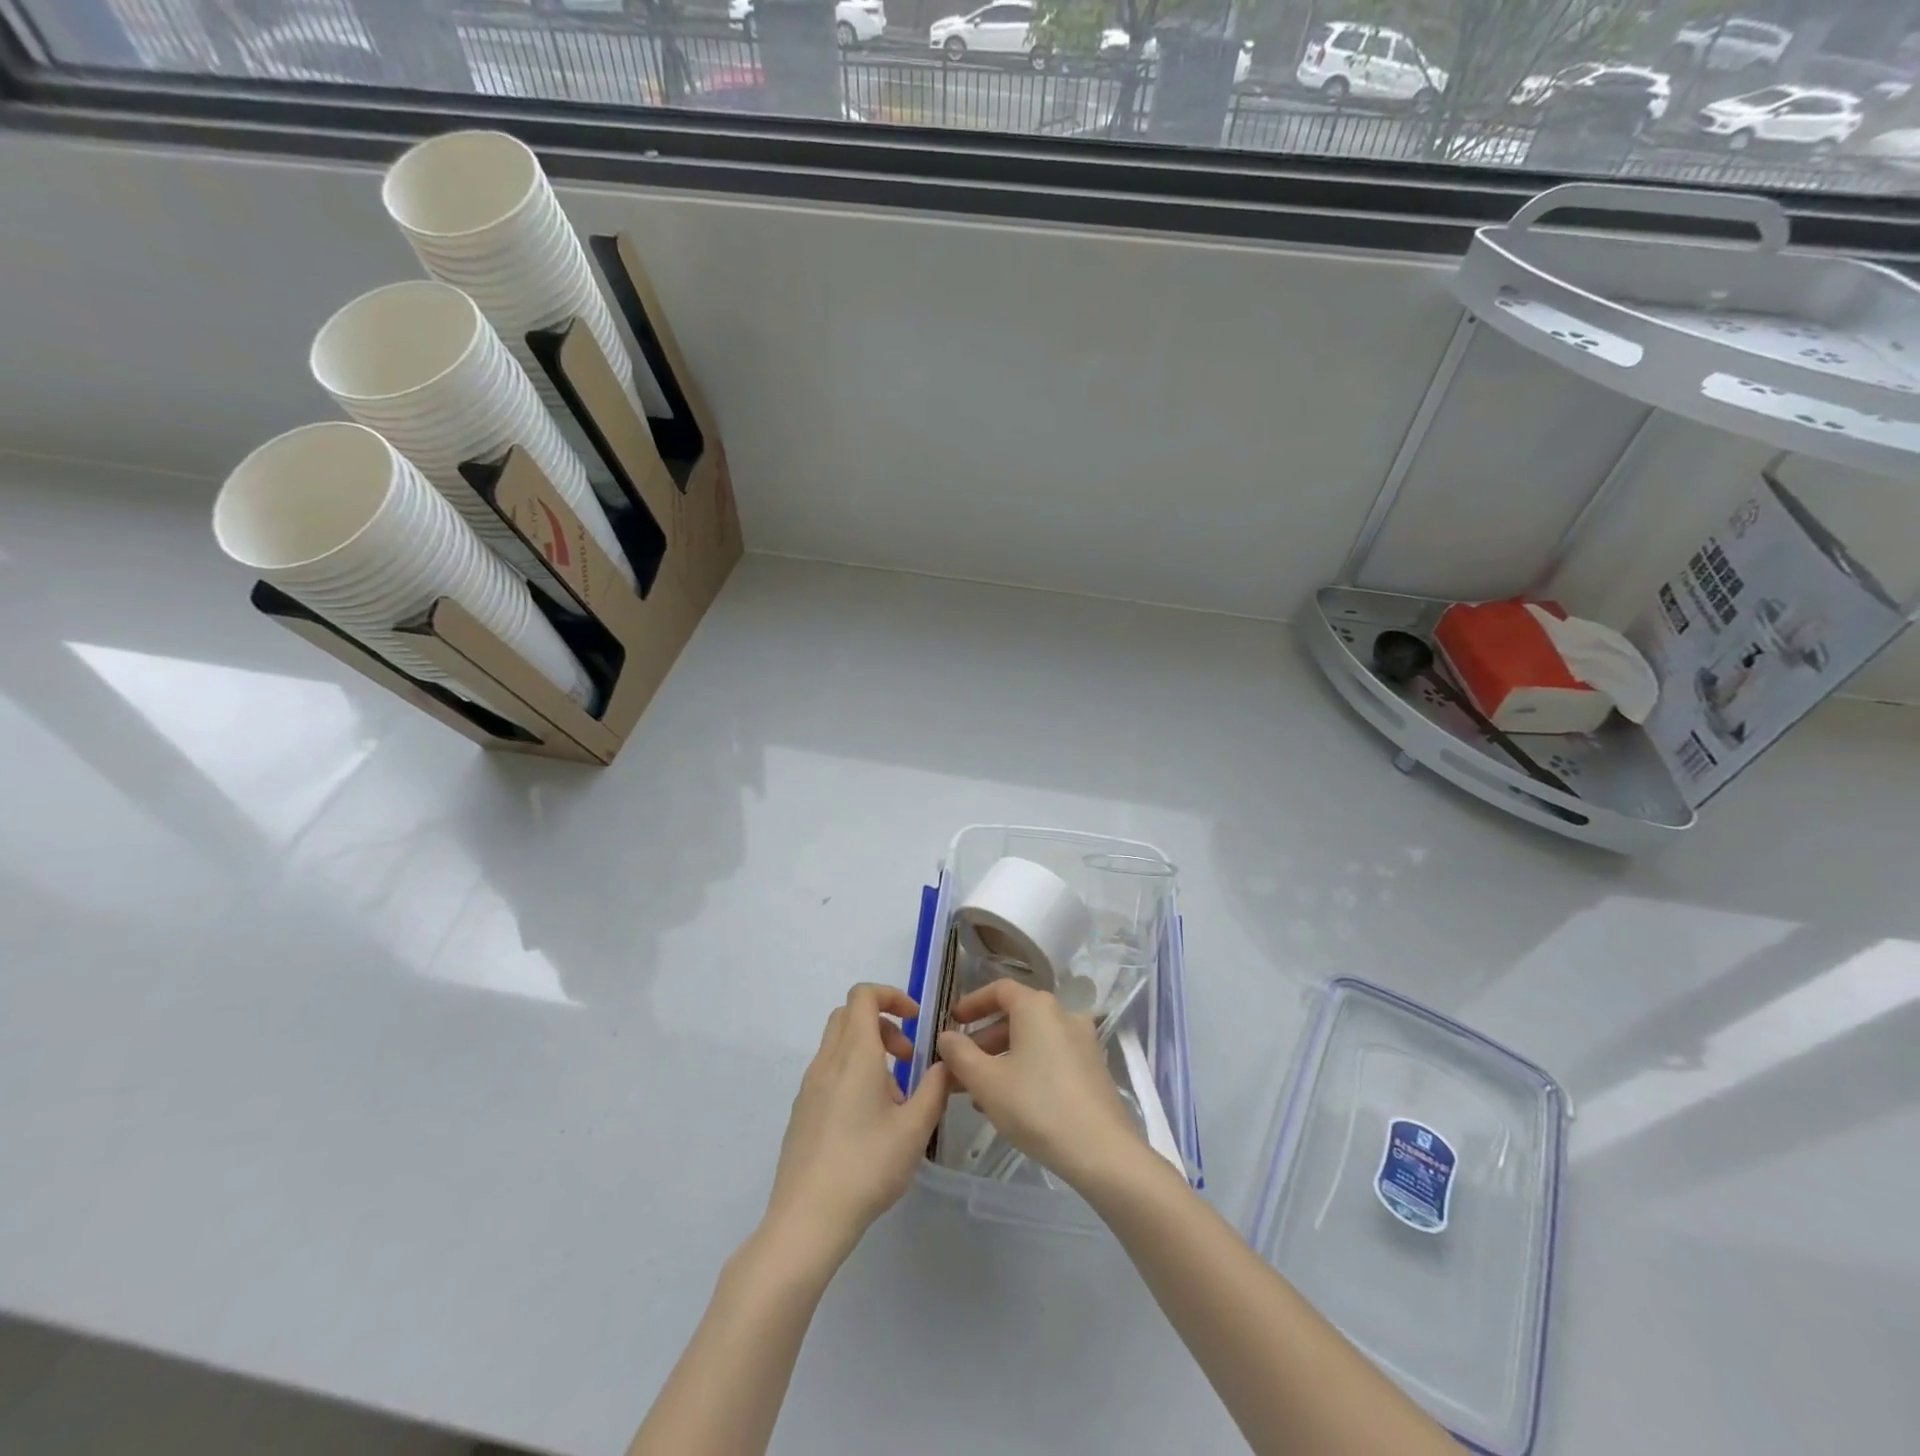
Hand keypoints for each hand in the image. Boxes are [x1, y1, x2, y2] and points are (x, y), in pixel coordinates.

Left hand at [763, 984, 950, 1270]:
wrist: (806, 1220)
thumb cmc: (866, 1167)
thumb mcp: (915, 1129)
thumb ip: (936, 1089)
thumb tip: (947, 1063)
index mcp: (855, 1054)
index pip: (864, 995)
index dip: (892, 996)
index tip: (917, 1020)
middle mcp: (828, 1060)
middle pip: (849, 1015)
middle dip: (883, 1024)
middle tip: (908, 1058)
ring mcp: (809, 1086)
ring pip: (838, 1044)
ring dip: (869, 1051)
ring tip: (894, 1097)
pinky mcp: (802, 1111)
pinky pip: (829, 1072)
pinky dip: (852, 1074)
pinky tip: (869, 1121)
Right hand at [936, 980, 1144, 1191]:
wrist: (1101, 1151)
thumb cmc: (1036, 1106)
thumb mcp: (986, 1081)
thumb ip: (960, 1054)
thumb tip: (946, 1036)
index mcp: (1037, 1007)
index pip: (999, 989)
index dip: (972, 1003)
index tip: (952, 1022)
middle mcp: (1063, 1014)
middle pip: (1016, 1016)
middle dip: (983, 1040)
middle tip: (960, 1066)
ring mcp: (1082, 1041)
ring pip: (1032, 1039)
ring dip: (1002, 1058)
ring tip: (979, 1091)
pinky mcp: (1092, 1067)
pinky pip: (1050, 1056)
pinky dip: (1026, 1067)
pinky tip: (1011, 1101)